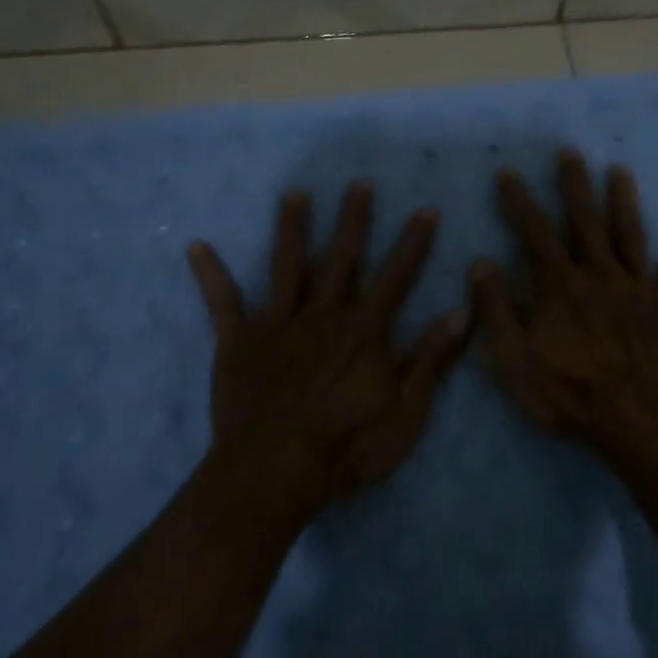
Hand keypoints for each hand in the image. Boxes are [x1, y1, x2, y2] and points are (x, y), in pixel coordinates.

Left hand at [187, 181, 469, 516]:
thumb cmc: (345, 448)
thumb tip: (461, 312)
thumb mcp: (405, 413)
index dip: (414, 242)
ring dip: (292, 229)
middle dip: (353, 220)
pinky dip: (211, 275)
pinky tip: (196, 246)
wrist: (272, 474)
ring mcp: (277, 325)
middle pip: (341, 258)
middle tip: (358, 184)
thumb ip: (431, 360)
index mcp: (363, 331)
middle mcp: (323, 315)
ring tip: (294, 194)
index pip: (396, 276)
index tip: (426, 209)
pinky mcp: (239, 343)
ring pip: (287, 266)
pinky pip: (224, 303)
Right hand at [471, 151, 657, 468]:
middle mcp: (600, 275)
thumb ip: (497, 310)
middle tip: (570, 152)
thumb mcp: (516, 360)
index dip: (519, 203)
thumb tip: (481, 263)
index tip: (509, 174)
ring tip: (621, 172)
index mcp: (561, 286)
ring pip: (631, 236)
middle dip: (575, 185)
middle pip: (585, 222)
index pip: (534, 234)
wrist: (643, 423)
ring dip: (624, 203)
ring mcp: (641, 289)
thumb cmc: (572, 395)